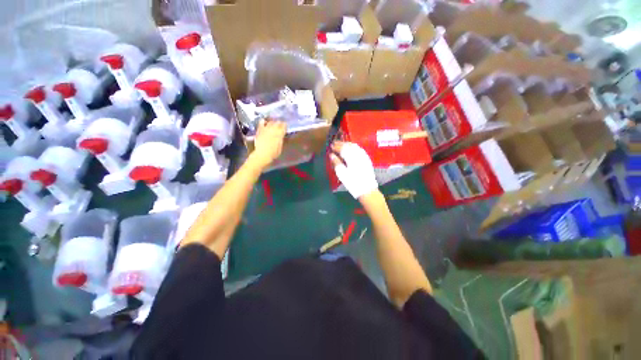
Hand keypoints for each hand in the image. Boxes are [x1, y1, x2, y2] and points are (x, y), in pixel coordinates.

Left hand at [251, 119, 285, 169]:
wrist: (262, 154)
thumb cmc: (273, 153)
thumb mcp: (280, 147)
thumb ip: (280, 140)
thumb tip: (281, 136)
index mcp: (280, 134)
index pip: (284, 127)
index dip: (285, 125)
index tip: (285, 125)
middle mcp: (273, 130)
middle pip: (277, 123)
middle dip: (279, 123)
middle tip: (280, 123)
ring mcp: (266, 129)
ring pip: (270, 122)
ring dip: (273, 122)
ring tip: (274, 123)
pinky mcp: (260, 130)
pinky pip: (261, 123)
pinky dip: (263, 121)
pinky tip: (264, 121)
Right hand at [330, 141, 377, 199]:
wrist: (367, 190)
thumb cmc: (353, 183)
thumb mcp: (342, 174)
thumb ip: (336, 163)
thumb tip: (331, 155)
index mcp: (351, 157)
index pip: (342, 148)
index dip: (336, 146)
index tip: (331, 146)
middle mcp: (358, 154)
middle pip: (349, 146)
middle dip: (342, 144)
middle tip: (335, 143)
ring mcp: (364, 156)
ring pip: (355, 146)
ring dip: (348, 144)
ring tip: (342, 145)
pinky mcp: (367, 159)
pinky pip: (360, 149)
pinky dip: (354, 147)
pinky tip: (351, 149)